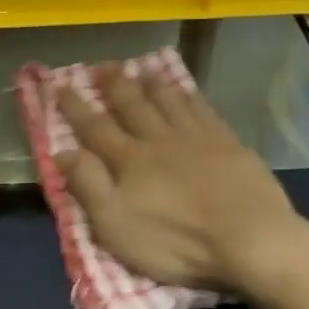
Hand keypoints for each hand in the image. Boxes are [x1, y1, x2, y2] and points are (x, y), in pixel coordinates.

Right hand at [55, 65, 305, 292]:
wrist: (248, 238)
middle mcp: (159, 139)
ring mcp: (196, 137)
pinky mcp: (227, 142)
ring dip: (150, 83)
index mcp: (129, 161)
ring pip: (167, 100)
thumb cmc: (176, 242)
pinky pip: (201, 108)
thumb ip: (88, 186)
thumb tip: (62, 151)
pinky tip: (184, 89)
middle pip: (132, 104)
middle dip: (113, 85)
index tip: (59, 86)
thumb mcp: (116, 226)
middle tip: (101, 66)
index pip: (94, 128)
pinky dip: (188, 95)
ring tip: (140, 69)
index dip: (75, 107)